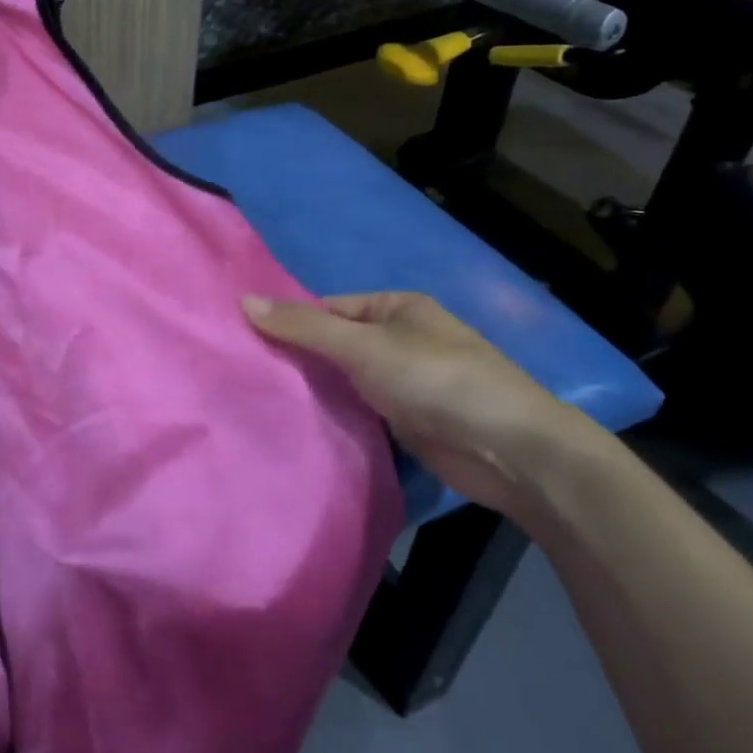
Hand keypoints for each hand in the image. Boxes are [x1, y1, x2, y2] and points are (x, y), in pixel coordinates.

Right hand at [243, 291, 608, 518]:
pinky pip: (358, 412)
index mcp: (394, 308)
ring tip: (256, 400)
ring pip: (343, 382)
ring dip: (312, 392)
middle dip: (296, 359)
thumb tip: (243, 301)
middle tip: (242, 374)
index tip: (243, 341)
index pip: (326, 309)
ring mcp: (403, 385)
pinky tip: (294, 426)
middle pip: (332, 346)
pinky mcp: (406, 424)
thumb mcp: (363, 345)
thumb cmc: (436, 379)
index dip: (287, 322)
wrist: (510, 451)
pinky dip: (332, 417)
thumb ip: (303, 327)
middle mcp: (398, 341)